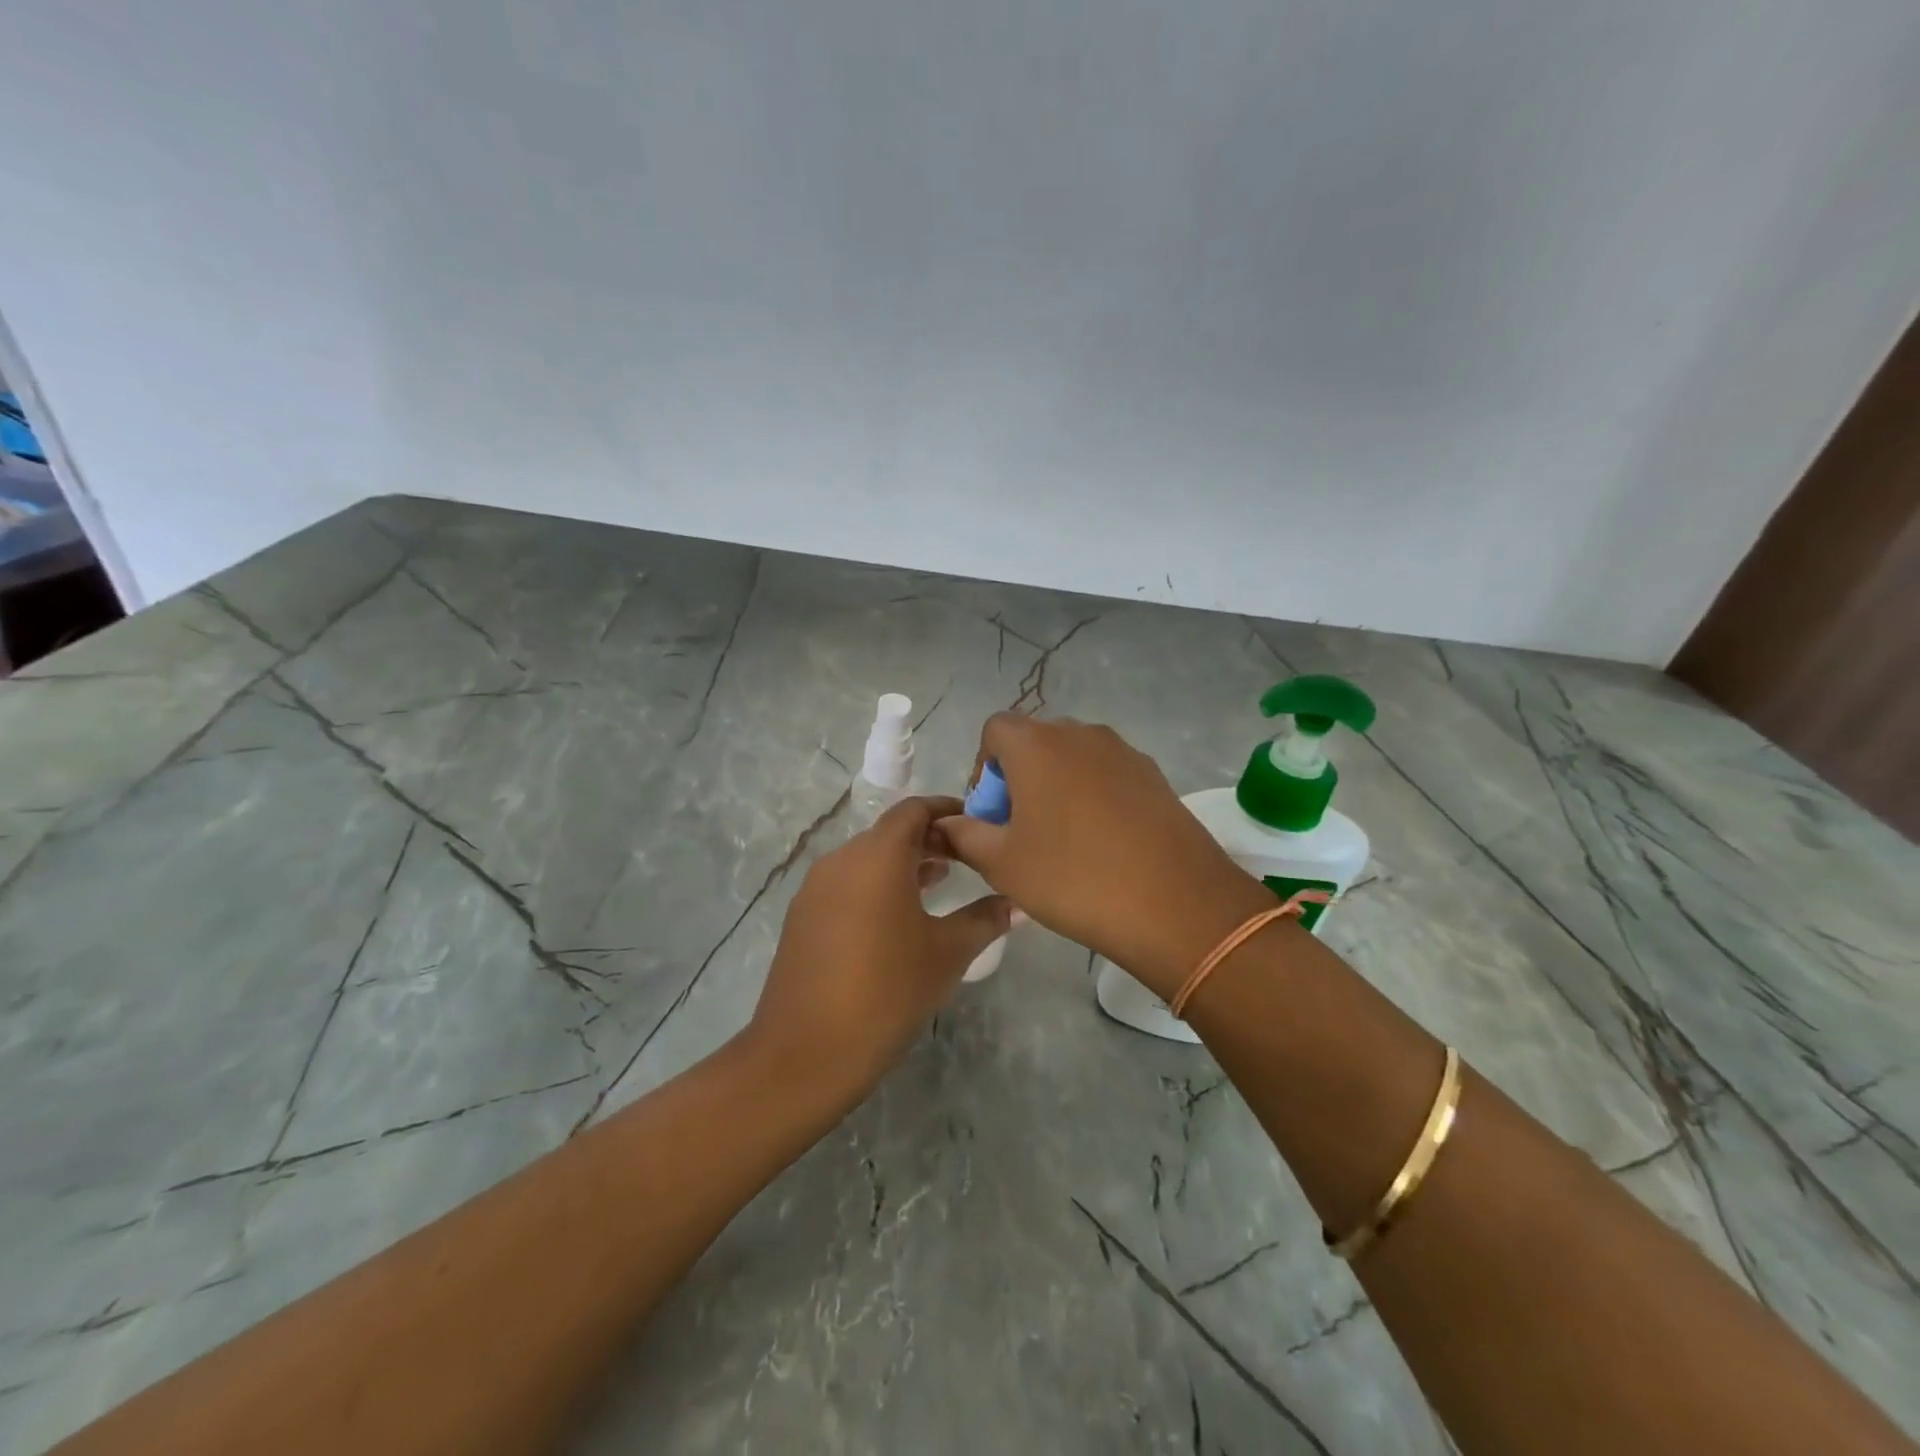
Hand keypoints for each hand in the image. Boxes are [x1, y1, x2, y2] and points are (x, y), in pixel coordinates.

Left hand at [741, 796, 1011, 1113]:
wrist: (807, 1051)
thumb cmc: (888, 991)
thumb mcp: (947, 953)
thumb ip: (985, 919)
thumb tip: (1018, 903)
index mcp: (877, 856)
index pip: (914, 810)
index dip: (946, 810)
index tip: (975, 824)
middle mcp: (842, 859)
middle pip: (889, 832)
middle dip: (928, 839)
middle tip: (966, 858)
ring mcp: (816, 888)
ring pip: (866, 859)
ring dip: (902, 864)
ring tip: (939, 883)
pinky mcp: (802, 916)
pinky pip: (846, 884)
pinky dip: (876, 885)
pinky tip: (898, 918)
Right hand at [937, 715, 1271, 997]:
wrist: (1177, 904)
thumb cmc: (1074, 878)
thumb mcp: (1002, 863)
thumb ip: (964, 835)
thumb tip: (944, 824)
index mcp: (1037, 745)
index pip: (995, 730)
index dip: (984, 769)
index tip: (992, 815)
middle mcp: (1080, 734)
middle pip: (1035, 742)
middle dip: (1019, 779)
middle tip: (1021, 832)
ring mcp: (1123, 752)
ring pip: (1073, 759)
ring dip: (1056, 788)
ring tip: (1063, 842)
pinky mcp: (1155, 776)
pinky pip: (1108, 775)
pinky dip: (1093, 797)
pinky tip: (1104, 845)